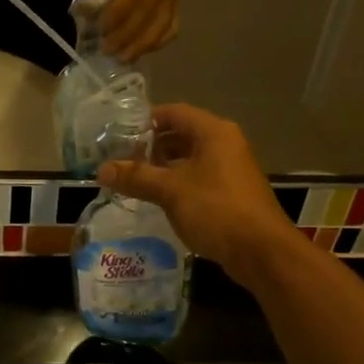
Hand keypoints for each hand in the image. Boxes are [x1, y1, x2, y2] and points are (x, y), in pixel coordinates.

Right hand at [99, 104, 304, 285]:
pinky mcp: (231, 192)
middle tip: (122, 159)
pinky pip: (199, 177)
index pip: (173, 112)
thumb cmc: (215, 209)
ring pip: (190, 158)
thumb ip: (136, 177)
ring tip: (134, 179)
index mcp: (213, 132)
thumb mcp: (170, 190)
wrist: (261, 251)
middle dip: (151, 146)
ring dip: (163, 167)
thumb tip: (101, 170)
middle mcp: (224, 143)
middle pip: (181, 134)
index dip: (145, 121)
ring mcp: (230, 169)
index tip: (118, 134)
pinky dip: (178, 182)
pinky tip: (159, 198)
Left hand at [100, 0, 179, 60]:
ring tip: (122, 57)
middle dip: (126, 36)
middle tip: (107, 50)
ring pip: (162, 25)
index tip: (100, 30)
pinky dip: (157, 43)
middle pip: (148, 14)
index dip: (116, 15)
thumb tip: (85, 12)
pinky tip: (141, 51)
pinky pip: (172, 28)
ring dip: (141, 45)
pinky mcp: (178, 2)